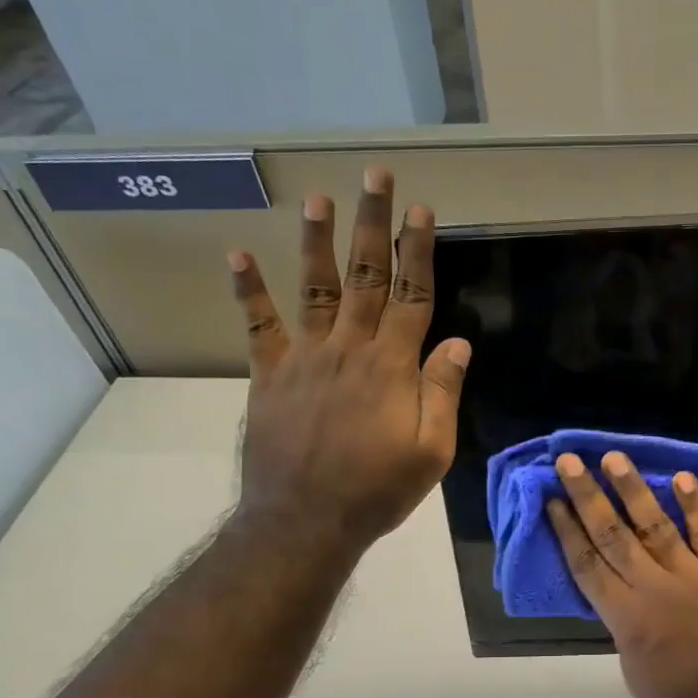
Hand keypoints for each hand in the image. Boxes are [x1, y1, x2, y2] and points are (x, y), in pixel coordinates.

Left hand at [226, 167, 469, 557]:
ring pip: (316, 288)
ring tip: (317, 196)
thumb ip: (443, 393)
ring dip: (317, 240)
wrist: (304, 521)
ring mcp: (305, 358)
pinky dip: (248, 290)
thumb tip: (459, 343)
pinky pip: (259, 326)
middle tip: (375, 175)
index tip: (422, 210)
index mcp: (392, 366)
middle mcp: (349, 348)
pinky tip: (238, 254)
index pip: (411, 295)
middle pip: (366, 276)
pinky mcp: (270, 375)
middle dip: (374, 223)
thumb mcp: (431, 451)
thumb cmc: (377, 490)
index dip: (419, 251)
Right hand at [546, 451, 697, 697]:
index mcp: (625, 618)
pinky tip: (681, 477)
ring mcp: (693, 578)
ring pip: (655, 525)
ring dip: (633, 489)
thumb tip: (613, 586)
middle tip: (569, 461)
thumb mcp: (631, 666)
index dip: (566, 530)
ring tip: (613, 458)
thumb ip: (620, 620)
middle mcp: (653, 590)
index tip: (551, 499)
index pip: (587, 563)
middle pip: (612, 535)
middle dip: (587, 496)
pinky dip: (695, 506)